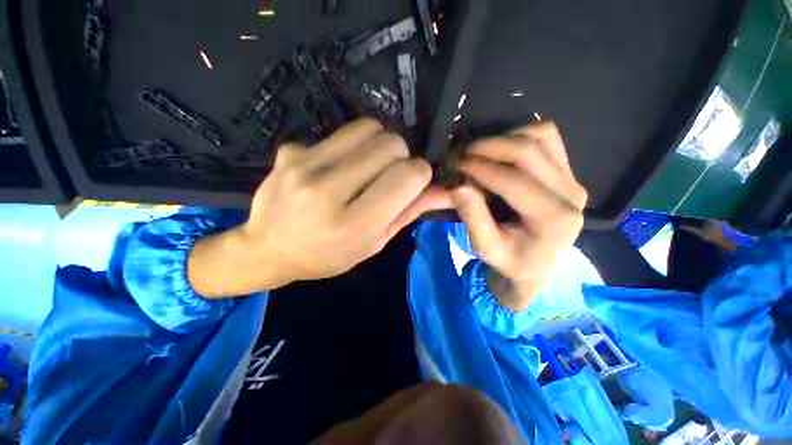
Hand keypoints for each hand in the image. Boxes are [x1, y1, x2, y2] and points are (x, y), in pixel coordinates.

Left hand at [189, 119, 449, 296]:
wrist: (268, 249)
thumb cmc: (327, 255)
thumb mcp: (373, 243)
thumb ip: (408, 213)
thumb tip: (445, 191)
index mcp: (353, 224)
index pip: (408, 177)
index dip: (421, 174)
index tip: (415, 182)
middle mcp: (328, 191)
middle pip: (391, 145)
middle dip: (401, 158)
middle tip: (389, 177)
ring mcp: (305, 165)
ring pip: (369, 128)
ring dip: (380, 145)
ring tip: (368, 167)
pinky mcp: (291, 150)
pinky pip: (341, 132)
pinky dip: (352, 146)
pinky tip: (339, 167)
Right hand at [451, 122, 586, 309]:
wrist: (538, 265)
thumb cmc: (512, 261)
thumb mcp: (487, 248)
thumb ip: (474, 218)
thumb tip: (457, 186)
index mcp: (553, 219)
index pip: (514, 181)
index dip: (481, 168)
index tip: (456, 163)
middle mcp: (571, 194)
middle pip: (530, 151)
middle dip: (491, 146)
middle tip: (464, 153)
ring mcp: (573, 179)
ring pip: (543, 136)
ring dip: (506, 138)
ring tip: (480, 152)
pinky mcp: (568, 172)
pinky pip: (548, 139)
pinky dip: (521, 137)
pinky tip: (501, 150)